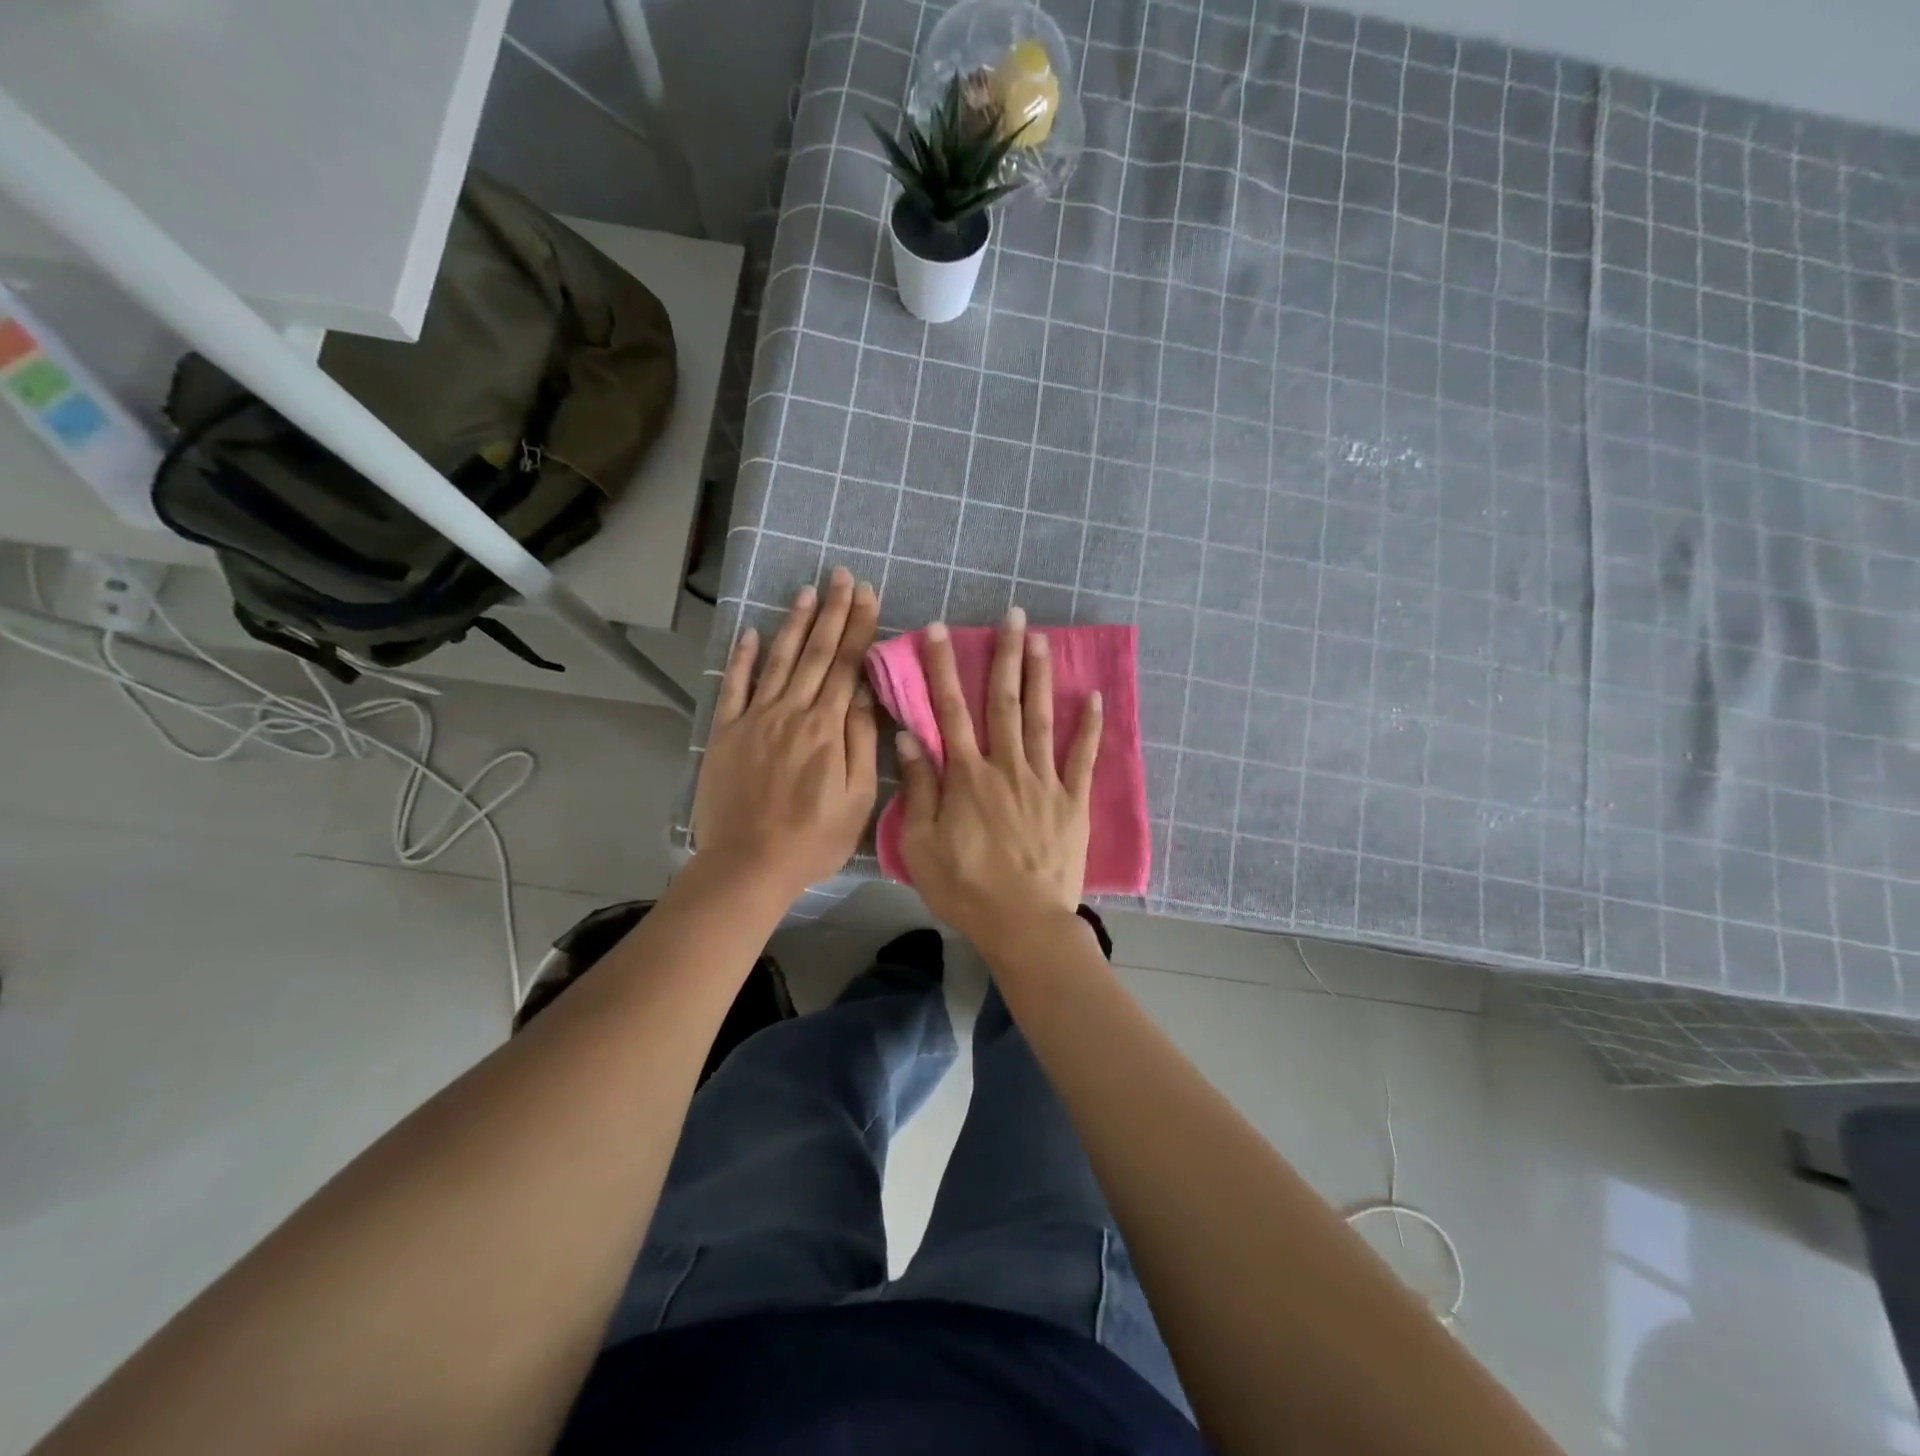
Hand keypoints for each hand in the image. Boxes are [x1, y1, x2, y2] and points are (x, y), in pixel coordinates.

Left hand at [693, 567, 879, 896]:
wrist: (748, 865)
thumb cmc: (813, 839)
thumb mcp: (857, 799)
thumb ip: (862, 743)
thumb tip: (866, 695)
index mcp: (827, 728)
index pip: (847, 666)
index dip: (858, 627)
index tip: (867, 594)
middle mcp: (792, 712)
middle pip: (816, 653)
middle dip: (832, 611)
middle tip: (841, 575)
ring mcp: (756, 719)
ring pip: (779, 660)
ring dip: (793, 623)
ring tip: (806, 590)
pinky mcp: (727, 733)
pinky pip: (735, 687)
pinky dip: (743, 658)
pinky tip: (751, 633)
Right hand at [894, 609, 1101, 948]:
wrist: (1023, 923)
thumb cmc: (965, 888)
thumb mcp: (921, 844)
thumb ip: (920, 789)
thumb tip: (910, 739)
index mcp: (967, 776)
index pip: (950, 710)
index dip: (942, 668)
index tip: (938, 631)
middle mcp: (1006, 766)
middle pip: (1004, 702)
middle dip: (1004, 655)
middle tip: (1011, 614)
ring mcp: (1044, 781)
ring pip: (1041, 718)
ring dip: (1039, 676)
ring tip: (1040, 638)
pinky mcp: (1072, 801)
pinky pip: (1082, 757)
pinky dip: (1089, 726)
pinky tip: (1092, 696)